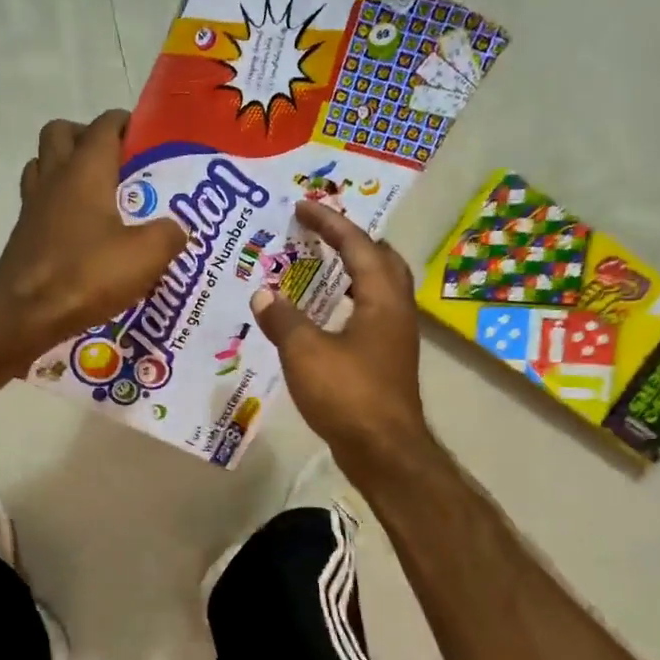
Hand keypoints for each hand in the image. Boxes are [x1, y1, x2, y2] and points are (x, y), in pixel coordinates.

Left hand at [0, 110, 187, 359]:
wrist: (25, 313)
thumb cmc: (86, 274)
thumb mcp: (146, 255)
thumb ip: (169, 235)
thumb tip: (176, 230)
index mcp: (86, 171)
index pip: (104, 126)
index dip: (125, 123)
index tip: (144, 135)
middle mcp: (54, 178)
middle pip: (60, 133)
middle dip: (86, 136)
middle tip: (115, 161)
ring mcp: (33, 206)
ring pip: (43, 165)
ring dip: (65, 168)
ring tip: (96, 193)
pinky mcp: (24, 235)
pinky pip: (38, 201)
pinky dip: (57, 204)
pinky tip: (80, 230)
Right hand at [249, 199, 436, 478]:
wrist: (385, 452)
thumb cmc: (348, 395)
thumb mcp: (305, 352)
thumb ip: (283, 319)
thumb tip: (263, 294)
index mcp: (381, 299)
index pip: (358, 245)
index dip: (330, 223)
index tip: (303, 207)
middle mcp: (396, 311)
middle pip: (382, 261)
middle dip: (353, 241)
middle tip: (321, 234)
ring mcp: (395, 338)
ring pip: (379, 289)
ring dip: (353, 271)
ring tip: (320, 267)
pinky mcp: (386, 361)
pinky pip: (370, 314)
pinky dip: (348, 301)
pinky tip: (324, 316)